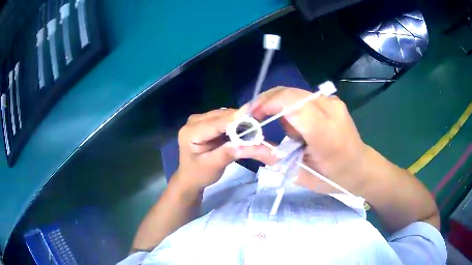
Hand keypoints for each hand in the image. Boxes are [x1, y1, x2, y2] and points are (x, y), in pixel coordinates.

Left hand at [175, 108, 276, 191]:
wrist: (190, 177)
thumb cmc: (199, 174)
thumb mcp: (213, 166)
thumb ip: (227, 154)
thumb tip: (246, 143)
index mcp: (191, 132)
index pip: (217, 123)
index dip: (236, 120)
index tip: (256, 118)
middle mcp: (194, 121)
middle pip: (222, 116)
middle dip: (241, 121)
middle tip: (260, 130)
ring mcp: (200, 120)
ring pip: (226, 115)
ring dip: (240, 122)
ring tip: (254, 131)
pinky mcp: (207, 122)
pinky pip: (225, 119)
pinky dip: (236, 124)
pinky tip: (245, 131)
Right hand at [248, 87, 368, 192]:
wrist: (361, 168)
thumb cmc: (332, 178)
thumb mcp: (298, 173)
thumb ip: (268, 155)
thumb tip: (236, 146)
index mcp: (325, 132)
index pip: (290, 104)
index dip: (264, 105)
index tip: (247, 119)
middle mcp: (330, 109)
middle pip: (289, 93)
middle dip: (265, 104)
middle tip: (253, 122)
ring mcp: (333, 102)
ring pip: (293, 95)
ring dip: (280, 110)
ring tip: (288, 136)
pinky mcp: (332, 101)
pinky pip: (303, 98)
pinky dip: (291, 110)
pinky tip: (297, 128)